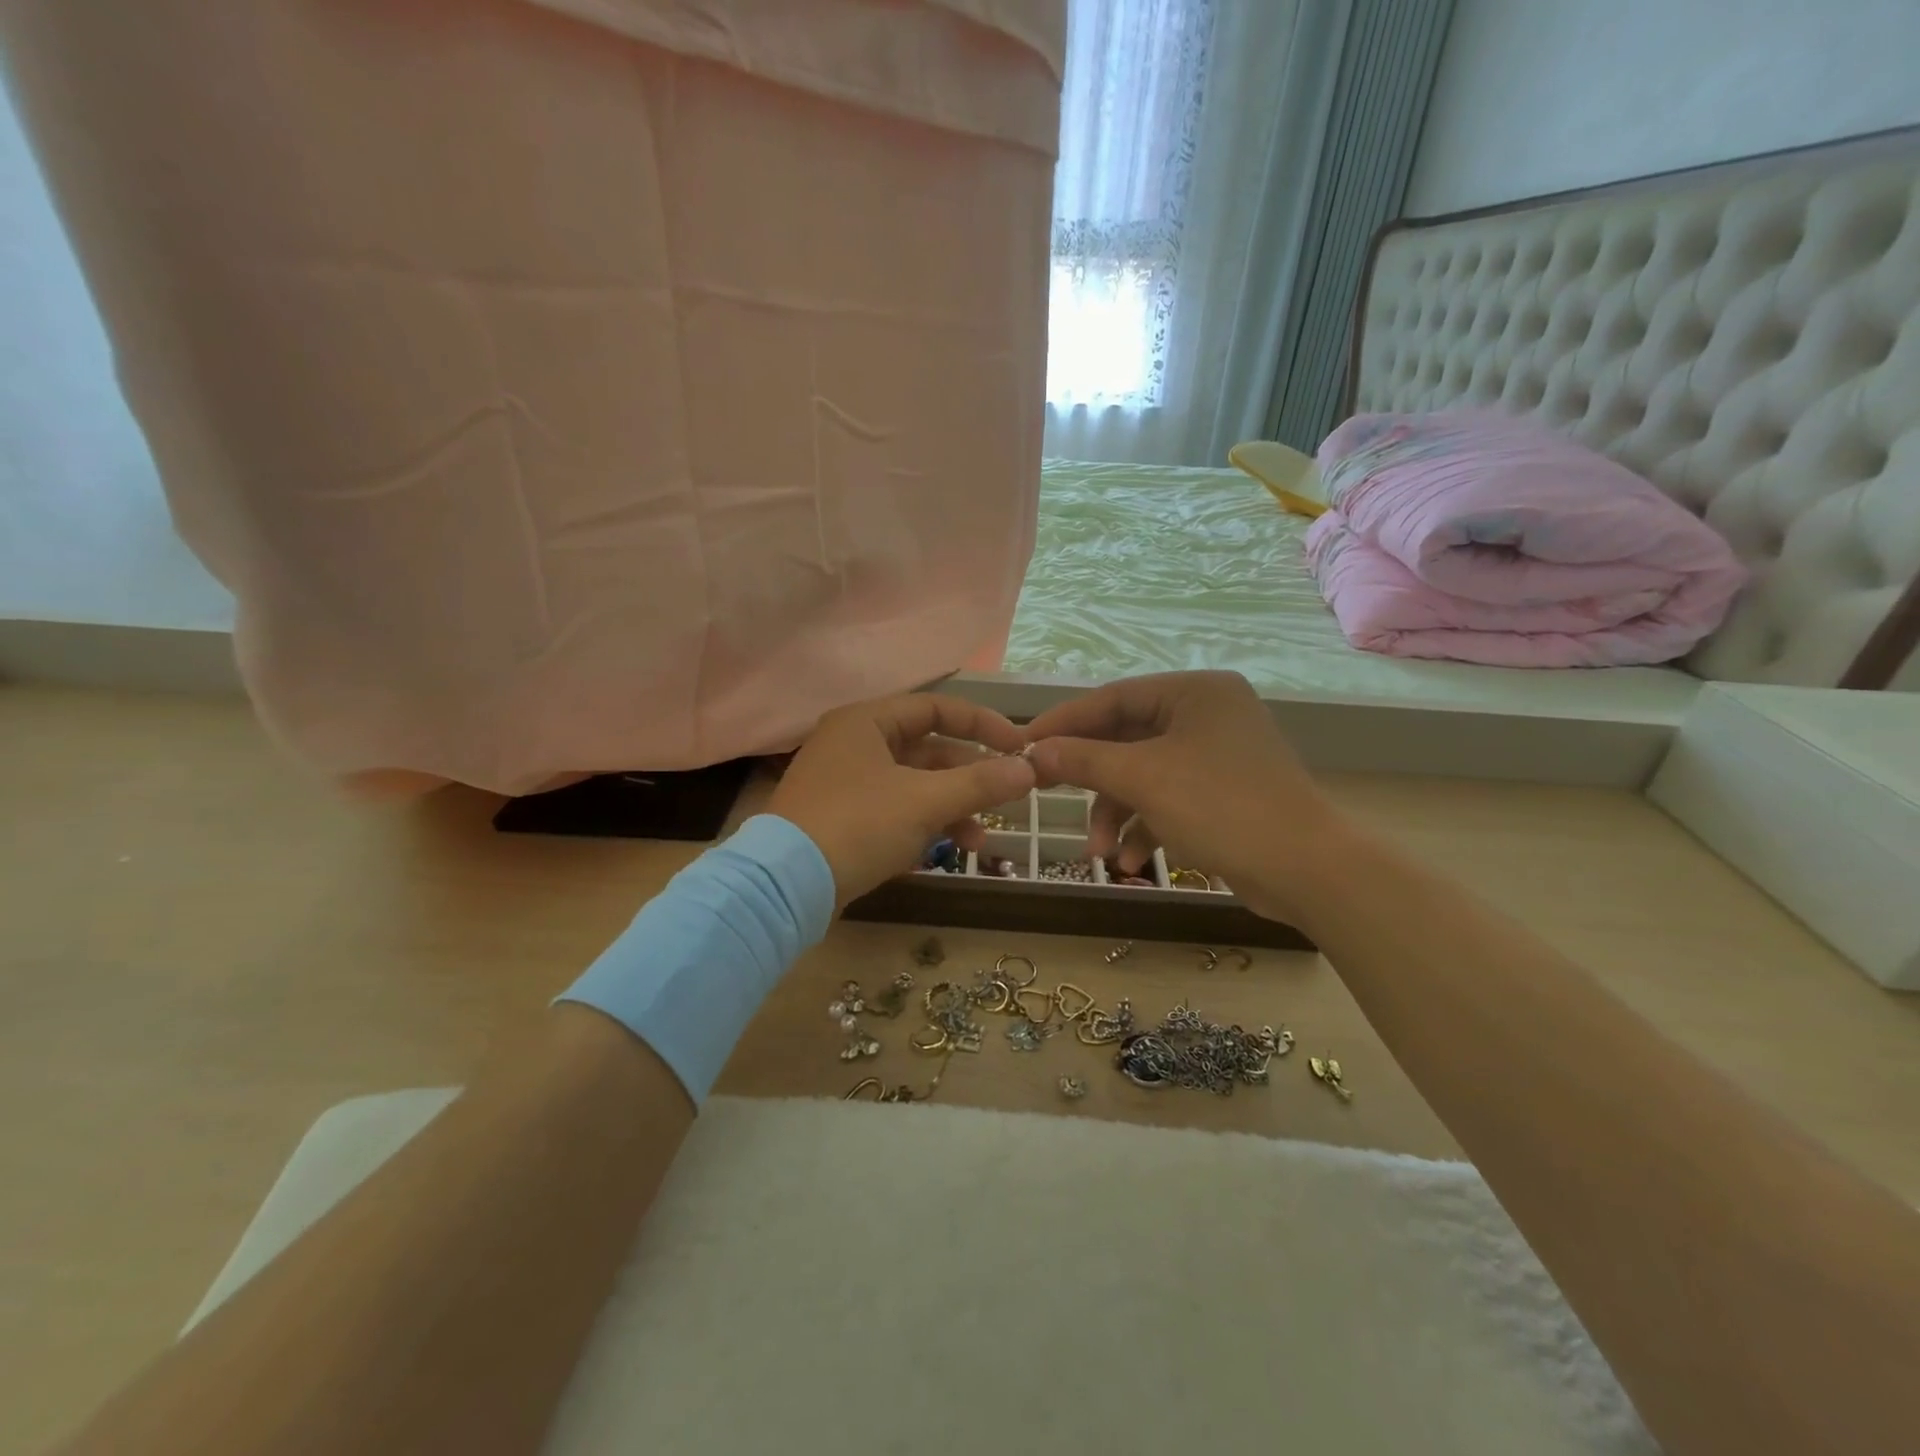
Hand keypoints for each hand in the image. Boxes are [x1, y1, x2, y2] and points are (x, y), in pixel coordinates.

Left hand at [768, 693, 1035, 906]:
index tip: (1018, 747)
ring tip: (980, 842)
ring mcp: (846, 784)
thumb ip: (980, 783)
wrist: (786, 887)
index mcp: (867, 721)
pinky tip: (946, 853)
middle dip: (969, 778)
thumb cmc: (858, 825)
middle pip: (927, 750)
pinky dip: (923, 826)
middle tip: (1006, 799)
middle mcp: (854, 744)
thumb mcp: (925, 801)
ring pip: (913, 786)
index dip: (982, 724)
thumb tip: (1030, 770)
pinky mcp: (843, 820)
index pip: (936, 708)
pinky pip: (895, 811)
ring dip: (951, 809)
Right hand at [1024, 671, 1341, 923]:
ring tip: (1099, 852)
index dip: (1065, 722)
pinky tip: (1129, 862)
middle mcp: (1207, 715)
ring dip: (1116, 813)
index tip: (1023, 745)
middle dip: (1092, 780)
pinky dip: (1145, 828)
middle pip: (1126, 739)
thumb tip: (1034, 751)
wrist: (1307, 871)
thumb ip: (1084, 760)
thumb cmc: (1222, 806)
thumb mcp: (1143, 778)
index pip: (1113, 698)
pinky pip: (1168, 800)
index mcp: (1194, 692)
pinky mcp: (1223, 794)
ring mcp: (1217, 756)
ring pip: (1144, 775)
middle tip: (1045, 793)